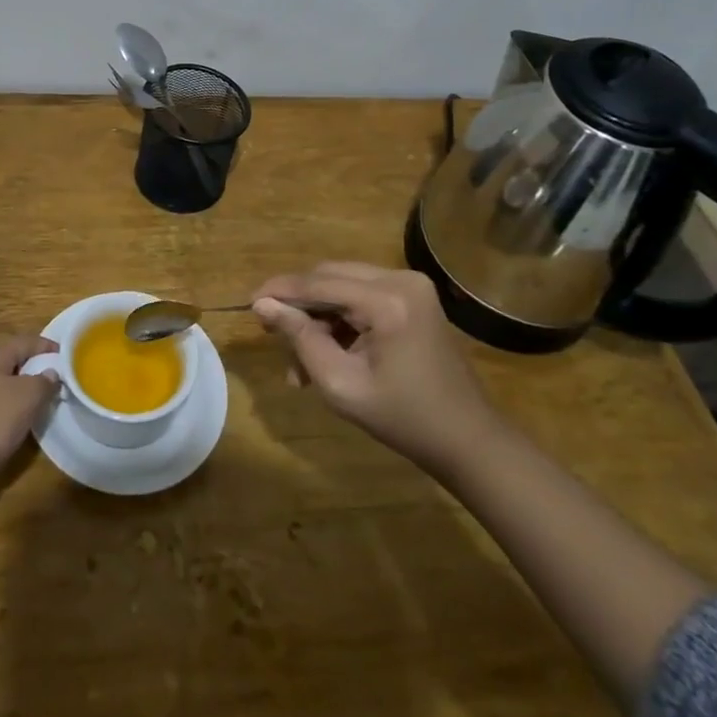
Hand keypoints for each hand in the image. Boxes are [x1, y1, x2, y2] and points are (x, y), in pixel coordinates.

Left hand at [0, 335, 58, 486]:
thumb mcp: (27, 396)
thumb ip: (44, 381)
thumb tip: (52, 372)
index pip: (28, 341)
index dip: (50, 347)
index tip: (71, 357)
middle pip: (16, 360)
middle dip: (39, 368)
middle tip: (63, 379)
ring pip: (8, 383)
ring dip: (28, 389)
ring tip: (49, 400)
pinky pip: (0, 403)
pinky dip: (16, 407)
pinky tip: (26, 420)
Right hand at [251, 261, 505, 471]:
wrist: (467, 439)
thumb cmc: (403, 419)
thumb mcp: (340, 384)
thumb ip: (300, 338)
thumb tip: (264, 305)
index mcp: (387, 300)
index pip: (319, 283)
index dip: (280, 291)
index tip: (249, 303)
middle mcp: (401, 279)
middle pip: (330, 277)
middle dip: (299, 304)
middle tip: (271, 332)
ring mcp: (410, 286)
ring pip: (343, 285)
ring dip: (318, 315)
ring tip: (300, 361)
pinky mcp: (413, 297)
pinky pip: (362, 295)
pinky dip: (340, 319)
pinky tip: (326, 353)